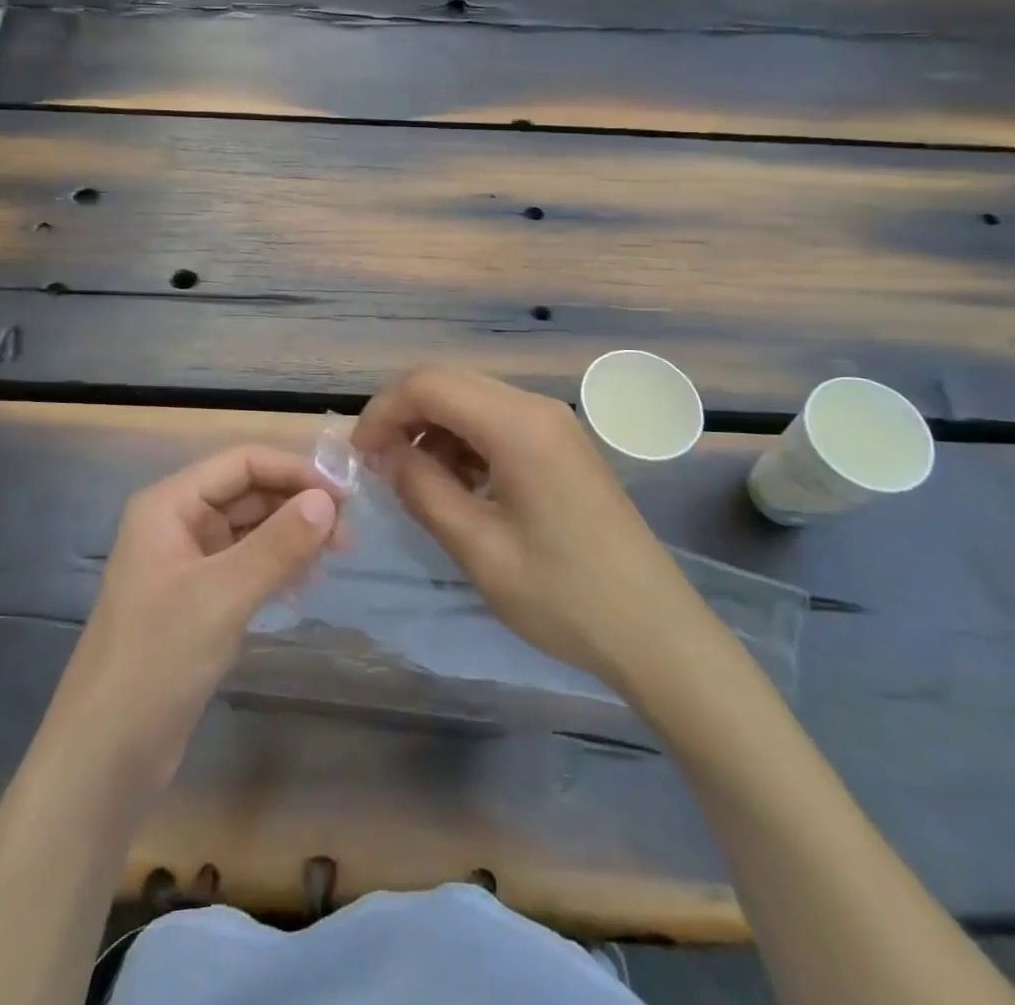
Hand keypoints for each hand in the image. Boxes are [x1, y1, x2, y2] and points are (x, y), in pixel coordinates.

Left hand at [50, 446, 339, 790]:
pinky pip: (244, 564)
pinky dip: (276, 566)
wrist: (106, 754)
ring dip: (290, 536)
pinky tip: (302, 586)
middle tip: (346, 538)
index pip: (241, 462)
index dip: (294, 471)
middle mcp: (176, 522)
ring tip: (332, 560)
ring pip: (249, 529)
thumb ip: (278, 544)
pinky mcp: (196, 599)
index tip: (344, 497)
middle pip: (247, 492)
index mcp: (169, 504)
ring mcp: (186, 562)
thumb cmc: (158, 660)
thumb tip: (329, 500)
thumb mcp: (223, 596)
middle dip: (296, 505)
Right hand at [352, 366, 696, 690]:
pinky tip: (460, 487)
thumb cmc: (563, 596)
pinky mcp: (562, 446)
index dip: (383, 411)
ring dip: (433, 430)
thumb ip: (422, 489)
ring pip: (471, 400)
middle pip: (449, 382)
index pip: (428, 384)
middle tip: (379, 466)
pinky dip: (463, 443)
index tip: (359, 456)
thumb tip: (384, 454)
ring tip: (417, 483)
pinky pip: (497, 423)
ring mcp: (554, 424)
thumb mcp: (478, 547)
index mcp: (517, 425)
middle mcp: (536, 408)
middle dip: (404, 416)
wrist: (655, 632)